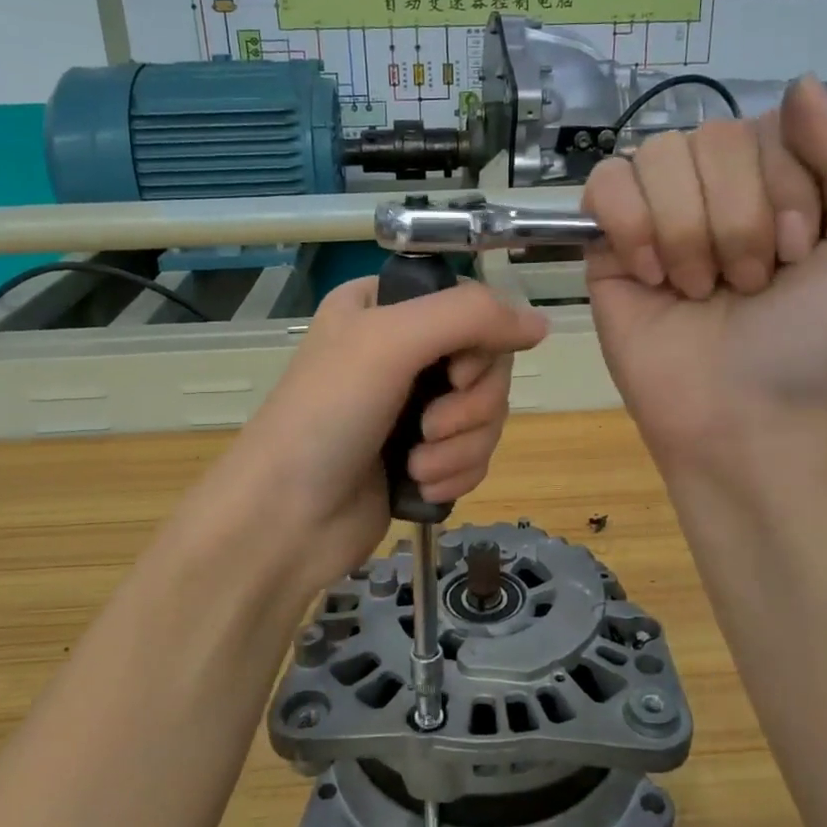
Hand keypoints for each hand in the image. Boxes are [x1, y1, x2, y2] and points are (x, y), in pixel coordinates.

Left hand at [207, 276, 546, 588]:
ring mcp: (413, 407)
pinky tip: (420, 487)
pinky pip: (476, 453)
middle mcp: (402, 351)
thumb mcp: (389, 342)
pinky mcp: (423, 455)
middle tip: (428, 427)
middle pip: (488, 365)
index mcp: (386, 308)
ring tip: (416, 466)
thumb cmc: (327, 416)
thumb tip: (542, 324)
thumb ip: (470, 317)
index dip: (480, 344)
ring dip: (460, 447)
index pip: (472, 307)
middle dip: (469, 407)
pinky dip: (455, 473)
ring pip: (487, 415)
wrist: (285, 520)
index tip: (454, 374)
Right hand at [583, 76, 826, 468]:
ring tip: (697, 291)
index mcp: (782, 179)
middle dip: (737, 220)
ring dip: (687, 233)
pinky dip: (631, 226)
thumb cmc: (813, 341)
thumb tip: (800, 84)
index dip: (784, 189)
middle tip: (746, 285)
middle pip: (712, 138)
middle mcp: (717, 186)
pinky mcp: (607, 242)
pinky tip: (650, 274)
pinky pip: (605, 183)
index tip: (794, 257)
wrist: (738, 414)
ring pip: (658, 157)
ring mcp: (658, 212)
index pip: (770, 125)